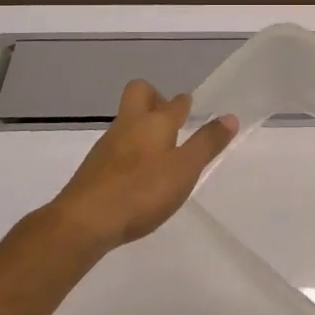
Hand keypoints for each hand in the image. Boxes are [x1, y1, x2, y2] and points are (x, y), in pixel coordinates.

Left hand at [47, 80, 238, 253]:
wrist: (85, 221)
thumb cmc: (141, 191)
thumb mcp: (184, 169)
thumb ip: (206, 143)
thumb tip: (230, 117)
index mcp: (153, 122)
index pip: (174, 102)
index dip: (184, 103)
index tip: (192, 108)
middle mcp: (128, 125)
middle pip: (139, 93)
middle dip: (155, 98)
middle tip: (172, 120)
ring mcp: (107, 145)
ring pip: (127, 122)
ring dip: (143, 128)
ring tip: (160, 152)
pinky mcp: (94, 168)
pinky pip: (117, 147)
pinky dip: (130, 151)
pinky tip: (138, 176)